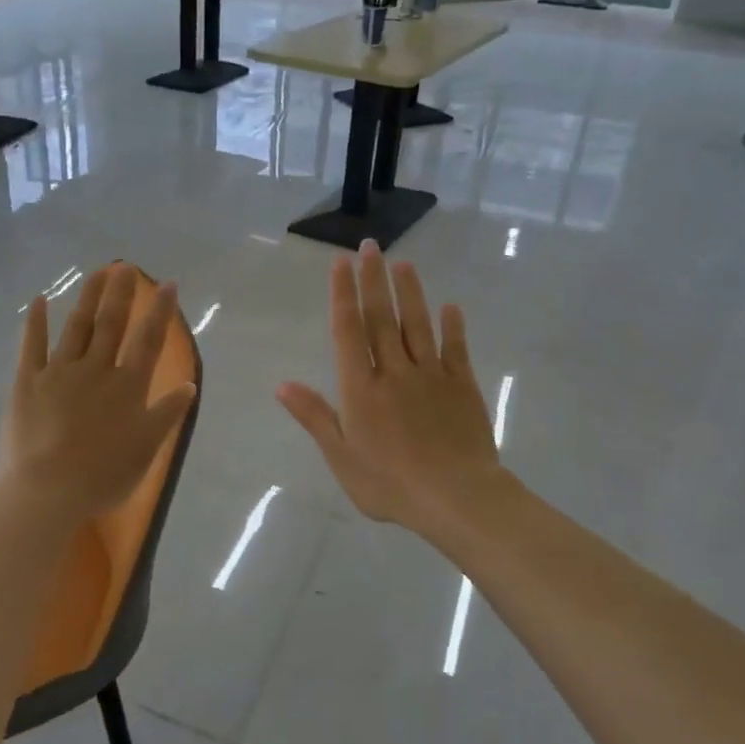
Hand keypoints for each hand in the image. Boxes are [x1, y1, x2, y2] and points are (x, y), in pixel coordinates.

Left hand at [0, 264, 197, 524]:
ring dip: (88, 297)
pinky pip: (32, 346)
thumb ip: (167, 413)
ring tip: (98, 273)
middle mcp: (96, 369)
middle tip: (127, 266)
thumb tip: (190, 385)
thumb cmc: (104, 475)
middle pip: (112, 324)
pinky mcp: (27, 381)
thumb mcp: (147, 448)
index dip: (160, 312)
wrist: (48, 490)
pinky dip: (36, 322)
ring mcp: (59, 372)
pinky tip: (39, 300)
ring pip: (77, 327)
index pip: (149, 341)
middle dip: (122, 293)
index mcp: (128, 386)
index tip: (168, 285)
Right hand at [277, 242, 504, 540]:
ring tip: (404, 263)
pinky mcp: (462, 387)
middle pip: (382, 318)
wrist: (456, 498)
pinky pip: (456, 349)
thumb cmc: (390, 484)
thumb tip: (282, 384)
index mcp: (361, 389)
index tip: (342, 264)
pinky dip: (453, 326)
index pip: (348, 331)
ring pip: (418, 325)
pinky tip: (451, 306)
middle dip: (374, 280)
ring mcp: (431, 376)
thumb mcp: (341, 456)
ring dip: (410, 292)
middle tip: (371, 246)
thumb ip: (315, 416)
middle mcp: (394, 372)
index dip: (343, 295)